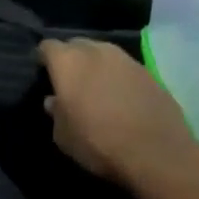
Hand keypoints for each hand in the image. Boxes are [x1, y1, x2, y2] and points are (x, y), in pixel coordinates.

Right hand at [37, 38, 198, 188]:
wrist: (156, 154)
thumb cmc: (98, 143)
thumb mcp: (63, 135)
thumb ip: (55, 112)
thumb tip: (54, 101)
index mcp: (68, 62)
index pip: (48, 46)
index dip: (42, 58)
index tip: (42, 72)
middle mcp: (97, 52)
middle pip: (77, 44)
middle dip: (70, 57)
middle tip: (68, 79)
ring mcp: (127, 60)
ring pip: (103, 53)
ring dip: (96, 65)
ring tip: (95, 86)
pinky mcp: (150, 73)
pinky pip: (125, 68)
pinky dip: (118, 77)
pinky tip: (119, 97)